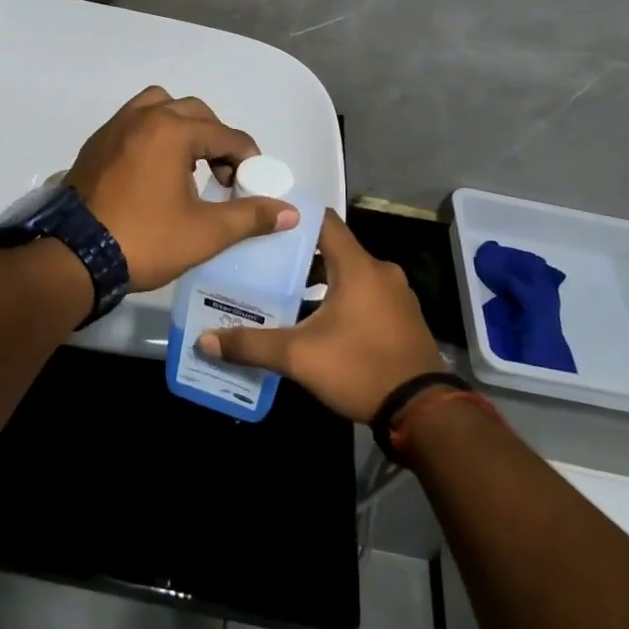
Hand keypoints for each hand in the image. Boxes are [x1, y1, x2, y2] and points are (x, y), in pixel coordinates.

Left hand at [66, 86, 300, 292]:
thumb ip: (250, 217)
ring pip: (159, 107)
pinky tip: (155, 171)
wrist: (74, 256)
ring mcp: (115, 127)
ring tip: (188, 165)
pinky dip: (153, 134)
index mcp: (172, 130)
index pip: (226, 134)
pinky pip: (134, 122)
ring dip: (181, 127)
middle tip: (222, 175)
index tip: (250, 184)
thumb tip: (290, 212)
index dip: (247, 158)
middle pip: (195, 112)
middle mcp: (143, 117)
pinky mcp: (96, 144)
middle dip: (216, 139)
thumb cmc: (145, 240)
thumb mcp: (205, 233)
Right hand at [200, 210, 445, 421]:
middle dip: (299, 253)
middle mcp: (380, 271)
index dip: (293, 217)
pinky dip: (341, 296)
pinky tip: (318, 318)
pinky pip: (365, 293)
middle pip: (333, 247)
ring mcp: (396, 294)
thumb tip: (205, 340)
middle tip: (264, 261)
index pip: (323, 220)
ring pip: (350, 272)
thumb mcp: (299, 357)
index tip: (263, 222)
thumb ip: (252, 345)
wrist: (423, 411)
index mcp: (357, 266)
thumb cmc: (360, 368)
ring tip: (285, 290)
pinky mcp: (403, 317)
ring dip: (320, 278)